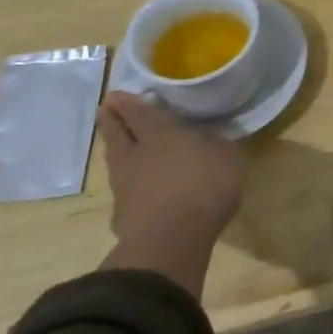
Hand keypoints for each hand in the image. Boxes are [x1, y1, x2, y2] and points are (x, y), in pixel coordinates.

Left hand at [96, 91, 245, 297]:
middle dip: (110, 119)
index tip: (116, 94)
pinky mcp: (122, 215)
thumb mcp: (227, 158)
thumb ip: (216, 145)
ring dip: (114, 150)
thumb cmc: (203, 187)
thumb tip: (209, 139)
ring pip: (114, 161)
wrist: (170, 239)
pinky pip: (122, 191)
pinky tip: (131, 187)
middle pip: (116, 133)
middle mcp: (136, 155)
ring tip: (116, 144)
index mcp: (161, 134)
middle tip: (105, 108)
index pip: (139, 112)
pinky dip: (125, 184)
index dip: (128, 102)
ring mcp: (124, 187)